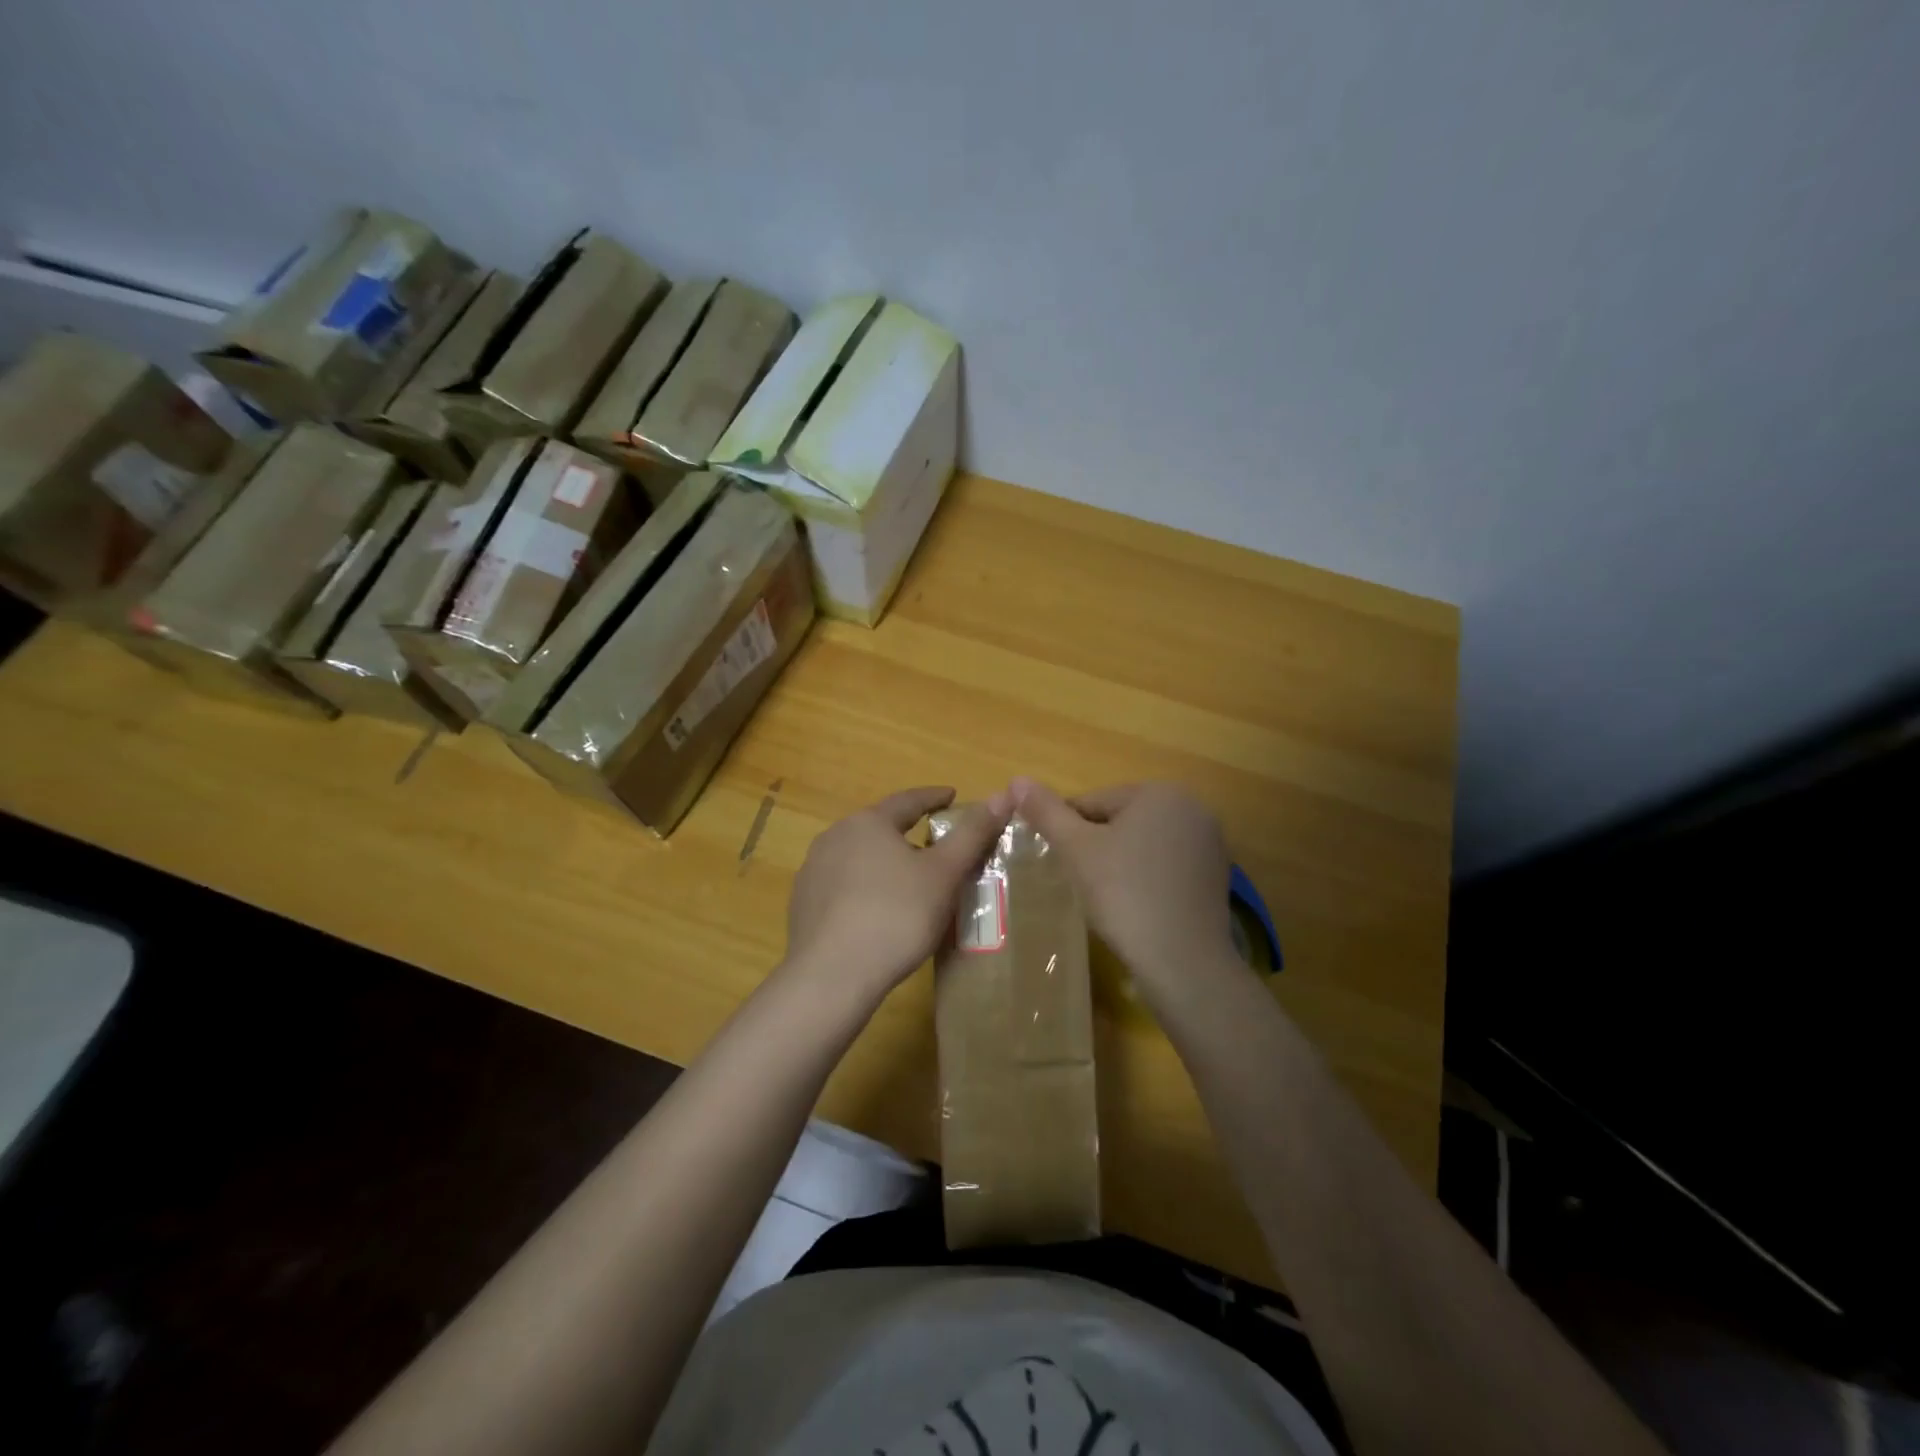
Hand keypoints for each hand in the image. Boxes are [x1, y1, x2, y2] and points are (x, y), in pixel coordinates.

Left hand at [784, 786, 1011, 1006]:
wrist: (832, 976)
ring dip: (884, 862)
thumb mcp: (944, 873)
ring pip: (859, 856)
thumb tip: (1003, 794)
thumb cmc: (897, 915)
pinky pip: (842, 885)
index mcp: (869, 822)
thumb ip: (973, 833)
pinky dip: (864, 888)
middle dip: (908, 832)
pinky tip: (877, 911)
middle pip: (880, 827)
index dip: (934, 797)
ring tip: (908, 881)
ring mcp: (814, 870)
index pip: (908, 800)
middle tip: (935, 846)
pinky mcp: (802, 903)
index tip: (951, 796)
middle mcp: (835, 836)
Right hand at [1012, 778, 1237, 1005]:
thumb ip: (1046, 812)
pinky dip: (1145, 877)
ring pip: (1143, 843)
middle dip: (1096, 845)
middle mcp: (1192, 807)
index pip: (1093, 801)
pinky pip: (1165, 865)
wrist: (1183, 960)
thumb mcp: (1076, 849)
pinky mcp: (1215, 875)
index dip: (1067, 831)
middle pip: (1120, 819)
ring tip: (1105, 896)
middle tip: (1080, 881)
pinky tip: (1135, 905)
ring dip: (1120, 861)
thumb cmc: (1124, 894)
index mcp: (1159, 792)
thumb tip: (1016, 780)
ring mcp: (1209, 842)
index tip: (1057, 861)